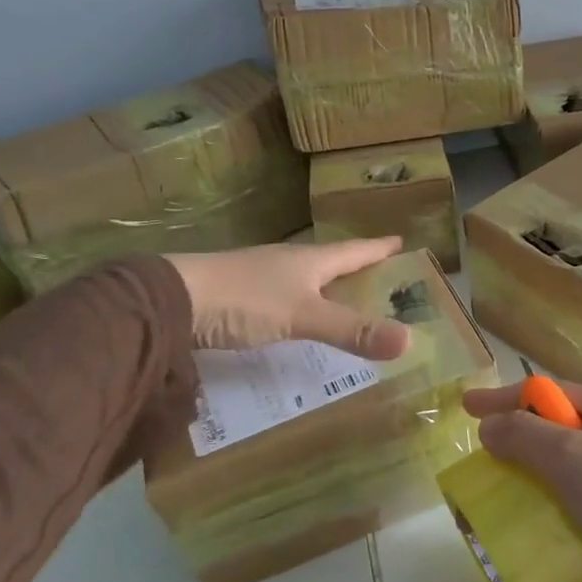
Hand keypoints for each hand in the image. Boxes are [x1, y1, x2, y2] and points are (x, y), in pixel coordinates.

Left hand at [167, 238, 412, 358]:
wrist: (171, 301)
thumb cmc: (244, 300)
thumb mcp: (304, 315)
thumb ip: (352, 330)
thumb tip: (409, 340)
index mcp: (310, 260)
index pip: (355, 250)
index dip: (379, 248)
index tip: (401, 241)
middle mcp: (288, 263)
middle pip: (332, 263)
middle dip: (357, 268)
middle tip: (382, 275)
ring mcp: (261, 279)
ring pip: (306, 280)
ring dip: (329, 288)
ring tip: (347, 300)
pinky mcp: (240, 299)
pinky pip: (284, 301)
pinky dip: (303, 309)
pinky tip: (300, 322)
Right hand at [461, 381, 581, 581]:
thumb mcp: (572, 460)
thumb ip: (526, 437)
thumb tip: (490, 423)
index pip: (543, 391)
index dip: (501, 398)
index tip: (464, 408)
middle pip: (557, 425)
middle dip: (518, 440)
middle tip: (483, 461)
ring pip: (571, 465)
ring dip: (539, 478)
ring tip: (508, 501)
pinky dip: (563, 506)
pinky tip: (550, 529)